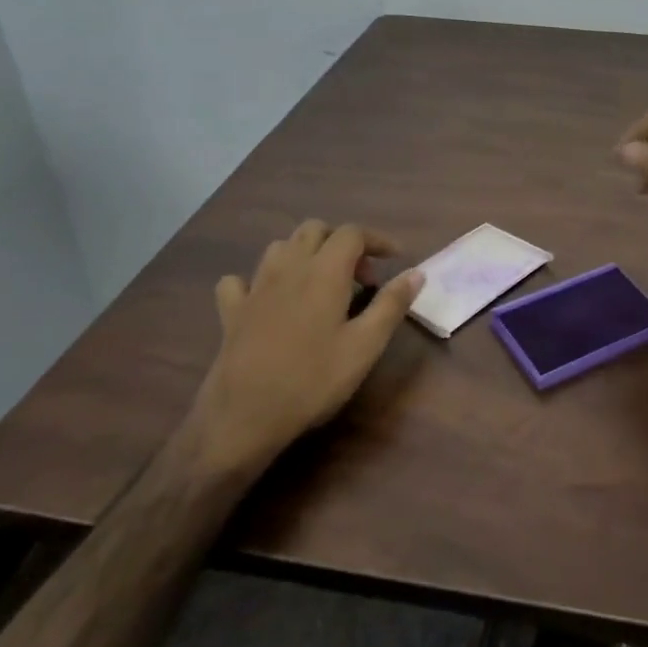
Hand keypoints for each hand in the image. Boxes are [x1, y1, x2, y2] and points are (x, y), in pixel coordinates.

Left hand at [194, 220, 424, 461]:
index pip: (352, 233)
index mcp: (324, 271)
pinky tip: (268, 299)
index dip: (377, 239)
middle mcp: (288, 267)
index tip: (395, 258)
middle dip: (341, 242)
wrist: (245, 416)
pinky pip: (241, 280)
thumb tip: (416, 273)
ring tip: (322, 283)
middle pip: (315, 230)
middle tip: (360, 276)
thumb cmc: (314, 380)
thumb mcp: (365, 346)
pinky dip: (259, 281)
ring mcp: (255, 286)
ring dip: (305, 254)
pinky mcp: (231, 310)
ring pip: (281, 247)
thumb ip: (391, 304)